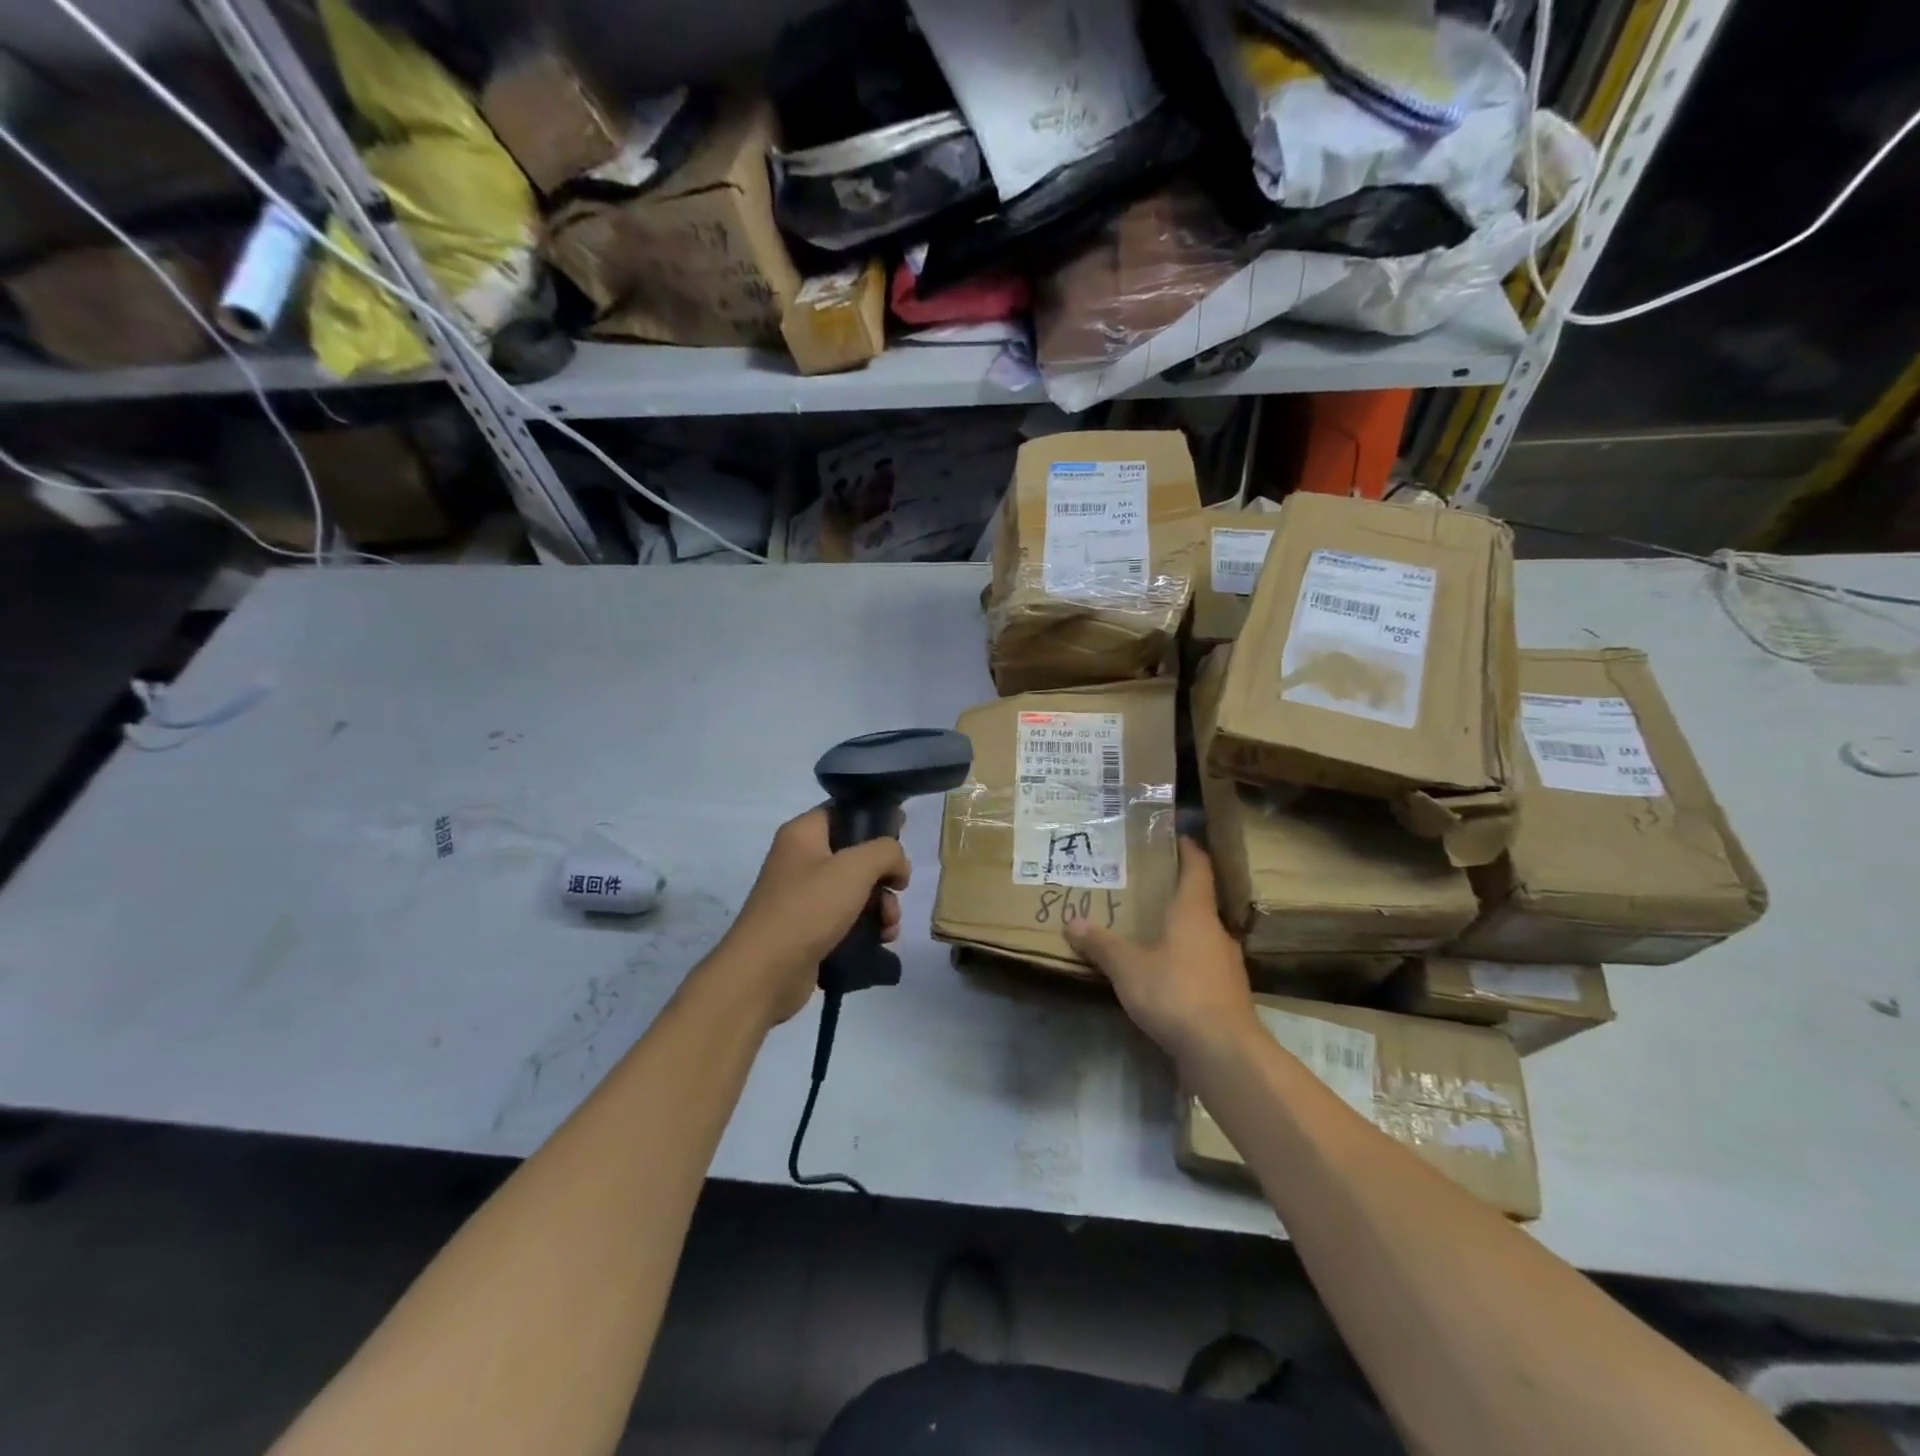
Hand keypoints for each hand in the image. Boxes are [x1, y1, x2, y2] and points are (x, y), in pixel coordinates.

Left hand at [716, 807, 909, 1027]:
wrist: (765, 973)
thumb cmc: (808, 907)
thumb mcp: (855, 868)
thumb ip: (886, 851)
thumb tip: (898, 864)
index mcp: (803, 834)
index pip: (843, 812)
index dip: (875, 820)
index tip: (902, 835)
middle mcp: (801, 860)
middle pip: (856, 855)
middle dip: (884, 875)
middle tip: (898, 890)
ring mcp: (803, 897)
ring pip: (856, 890)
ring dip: (882, 906)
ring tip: (889, 927)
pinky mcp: (809, 929)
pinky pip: (847, 918)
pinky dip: (867, 927)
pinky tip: (880, 941)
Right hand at [1062, 838, 1257, 1067]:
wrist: (1224, 1051)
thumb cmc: (1175, 993)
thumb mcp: (1127, 967)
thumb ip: (1101, 944)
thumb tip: (1071, 921)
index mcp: (1195, 912)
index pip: (1198, 868)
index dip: (1188, 850)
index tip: (1177, 836)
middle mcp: (1216, 931)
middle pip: (1200, 901)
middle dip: (1176, 892)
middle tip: (1147, 886)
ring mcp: (1226, 964)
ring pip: (1202, 935)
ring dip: (1181, 929)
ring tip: (1151, 929)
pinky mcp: (1227, 994)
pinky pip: (1203, 964)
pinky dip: (1185, 960)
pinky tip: (1165, 972)